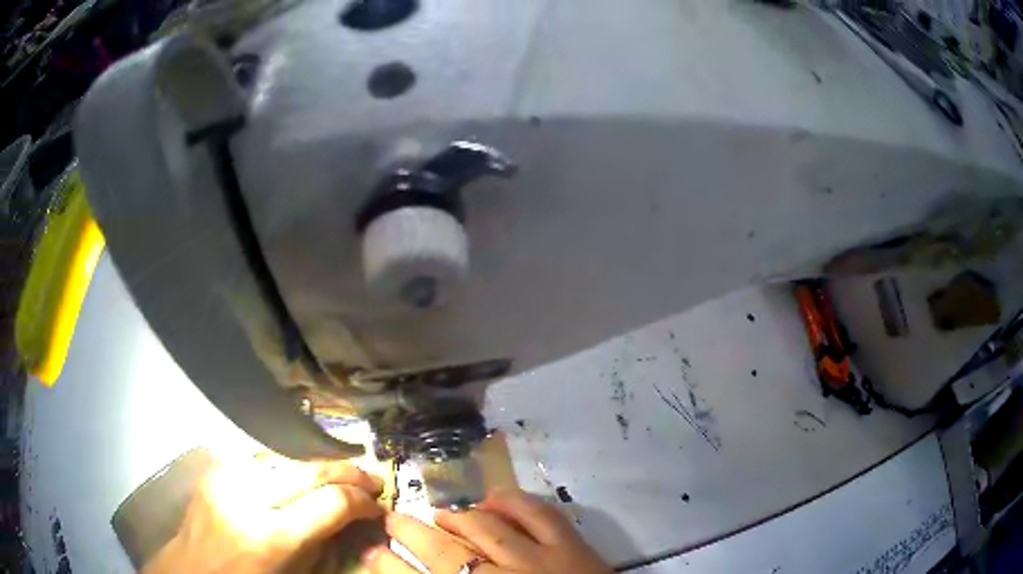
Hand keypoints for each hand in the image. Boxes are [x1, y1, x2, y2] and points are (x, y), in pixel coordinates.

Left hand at [143, 457, 384, 573]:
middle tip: (369, 478)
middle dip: (346, 472)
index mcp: (272, 536)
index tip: (377, 505)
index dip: (362, 501)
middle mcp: (248, 498)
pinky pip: (259, 459)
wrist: (192, 571)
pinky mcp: (215, 469)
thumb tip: (351, 519)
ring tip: (338, 473)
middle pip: (309, 469)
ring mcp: (227, 477)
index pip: (331, 503)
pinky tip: (296, 474)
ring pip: (285, 456)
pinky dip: (285, 465)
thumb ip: (323, 545)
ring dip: (317, 464)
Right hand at [361, 489, 611, 573]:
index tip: (368, 551)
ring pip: (486, 529)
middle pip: (444, 553)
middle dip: (411, 533)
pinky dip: (513, 502)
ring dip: (456, 516)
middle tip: (391, 519)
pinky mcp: (572, 546)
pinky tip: (494, 498)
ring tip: (439, 511)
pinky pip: (538, 514)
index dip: (388, 566)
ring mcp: (539, 561)